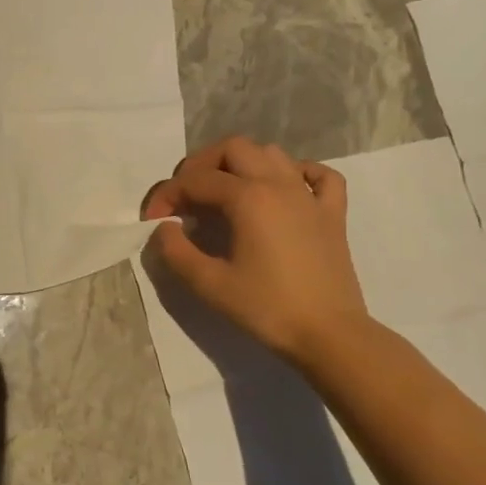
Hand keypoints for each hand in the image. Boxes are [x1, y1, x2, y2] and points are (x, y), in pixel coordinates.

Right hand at [141, 136, 370, 365]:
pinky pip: (319, 176)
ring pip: (272, 154)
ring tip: (224, 191)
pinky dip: (297, 172)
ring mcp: (309, 197)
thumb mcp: (208, 284)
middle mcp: (279, 184)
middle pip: (233, 149)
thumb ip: (176, 251)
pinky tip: (283, 189)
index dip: (167, 195)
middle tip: (185, 196)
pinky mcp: (332, 214)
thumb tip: (164, 228)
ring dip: (242, 163)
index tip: (153, 221)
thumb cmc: (266, 308)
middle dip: (201, 165)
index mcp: (248, 198)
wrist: (329, 335)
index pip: (195, 181)